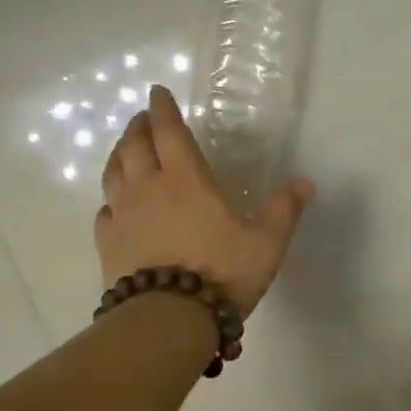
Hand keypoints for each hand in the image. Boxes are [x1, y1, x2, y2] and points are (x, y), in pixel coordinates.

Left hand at [96, 85, 314, 316]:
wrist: (169, 318)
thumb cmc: (222, 272)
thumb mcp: (266, 242)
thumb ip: (285, 210)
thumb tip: (306, 183)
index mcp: (185, 178)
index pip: (168, 130)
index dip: (162, 108)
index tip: (157, 92)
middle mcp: (148, 187)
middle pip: (134, 145)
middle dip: (138, 126)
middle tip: (143, 118)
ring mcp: (123, 215)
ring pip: (113, 172)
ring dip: (119, 154)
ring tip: (126, 150)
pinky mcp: (107, 243)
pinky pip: (104, 210)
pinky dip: (111, 199)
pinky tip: (115, 205)